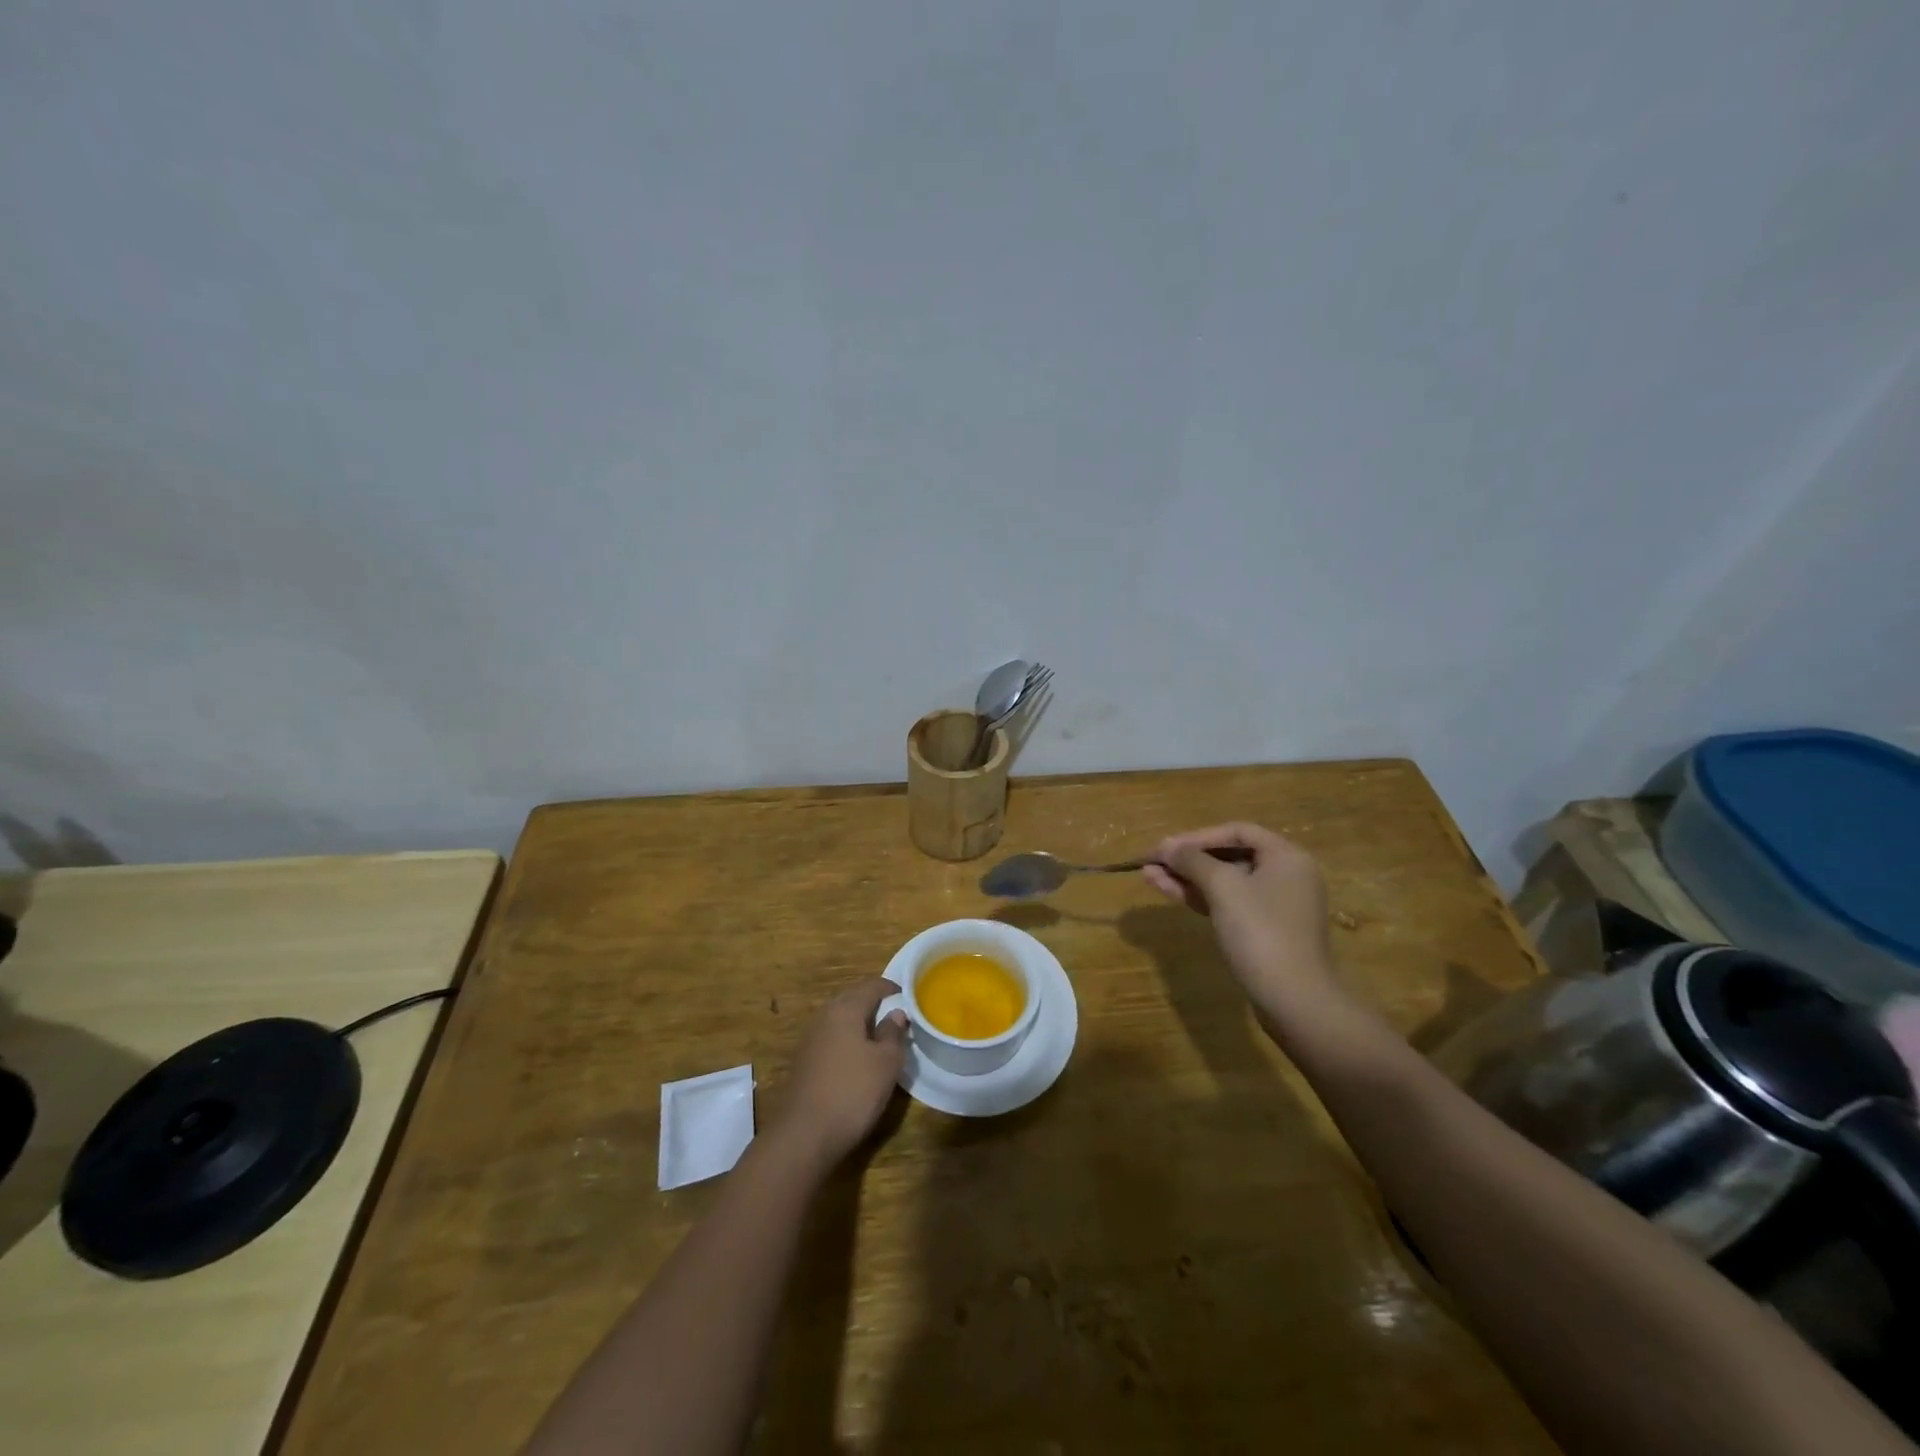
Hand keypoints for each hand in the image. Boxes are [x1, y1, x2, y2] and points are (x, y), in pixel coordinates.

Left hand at [777, 977, 907, 1165]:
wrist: (804, 1135)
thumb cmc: (852, 1091)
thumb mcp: (886, 1062)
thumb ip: (894, 1033)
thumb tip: (896, 1013)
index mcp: (845, 1009)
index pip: (872, 985)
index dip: (892, 989)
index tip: (910, 998)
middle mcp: (824, 1016)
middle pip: (853, 999)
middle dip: (876, 1005)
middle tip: (898, 1019)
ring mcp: (811, 1039)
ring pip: (841, 1020)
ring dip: (861, 1024)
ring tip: (882, 1040)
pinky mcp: (805, 1061)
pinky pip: (832, 1039)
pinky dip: (848, 1041)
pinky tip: (859, 1060)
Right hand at [1143, 823, 1338, 1018]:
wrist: (1294, 1000)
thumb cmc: (1261, 932)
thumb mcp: (1224, 888)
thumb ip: (1192, 861)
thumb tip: (1166, 846)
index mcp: (1286, 857)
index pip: (1236, 831)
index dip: (1197, 836)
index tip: (1165, 847)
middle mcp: (1285, 875)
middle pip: (1229, 856)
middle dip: (1188, 859)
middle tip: (1151, 862)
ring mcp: (1275, 905)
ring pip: (1224, 882)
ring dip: (1187, 878)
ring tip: (1148, 876)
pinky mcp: (1264, 931)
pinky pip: (1228, 903)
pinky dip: (1200, 897)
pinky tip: (1169, 892)